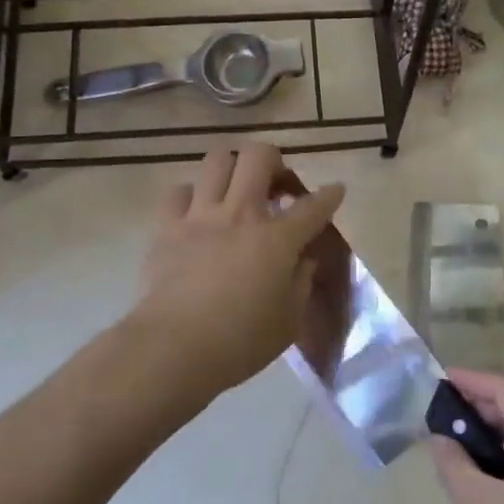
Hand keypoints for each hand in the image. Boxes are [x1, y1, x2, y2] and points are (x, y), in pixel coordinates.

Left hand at [130, 143, 344, 401]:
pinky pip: (179, 192)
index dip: (330, 195)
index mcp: (277, 239)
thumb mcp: (289, 320)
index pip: (314, 206)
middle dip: (274, 161)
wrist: (174, 348)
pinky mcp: (167, 227)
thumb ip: (301, 283)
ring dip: (232, 168)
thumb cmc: (241, 342)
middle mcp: (240, 214)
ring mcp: (201, 216)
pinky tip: (197, 213)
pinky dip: (192, 196)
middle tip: (275, 185)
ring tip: (236, 189)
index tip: (335, 190)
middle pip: (259, 156)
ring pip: (217, 160)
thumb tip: (304, 260)